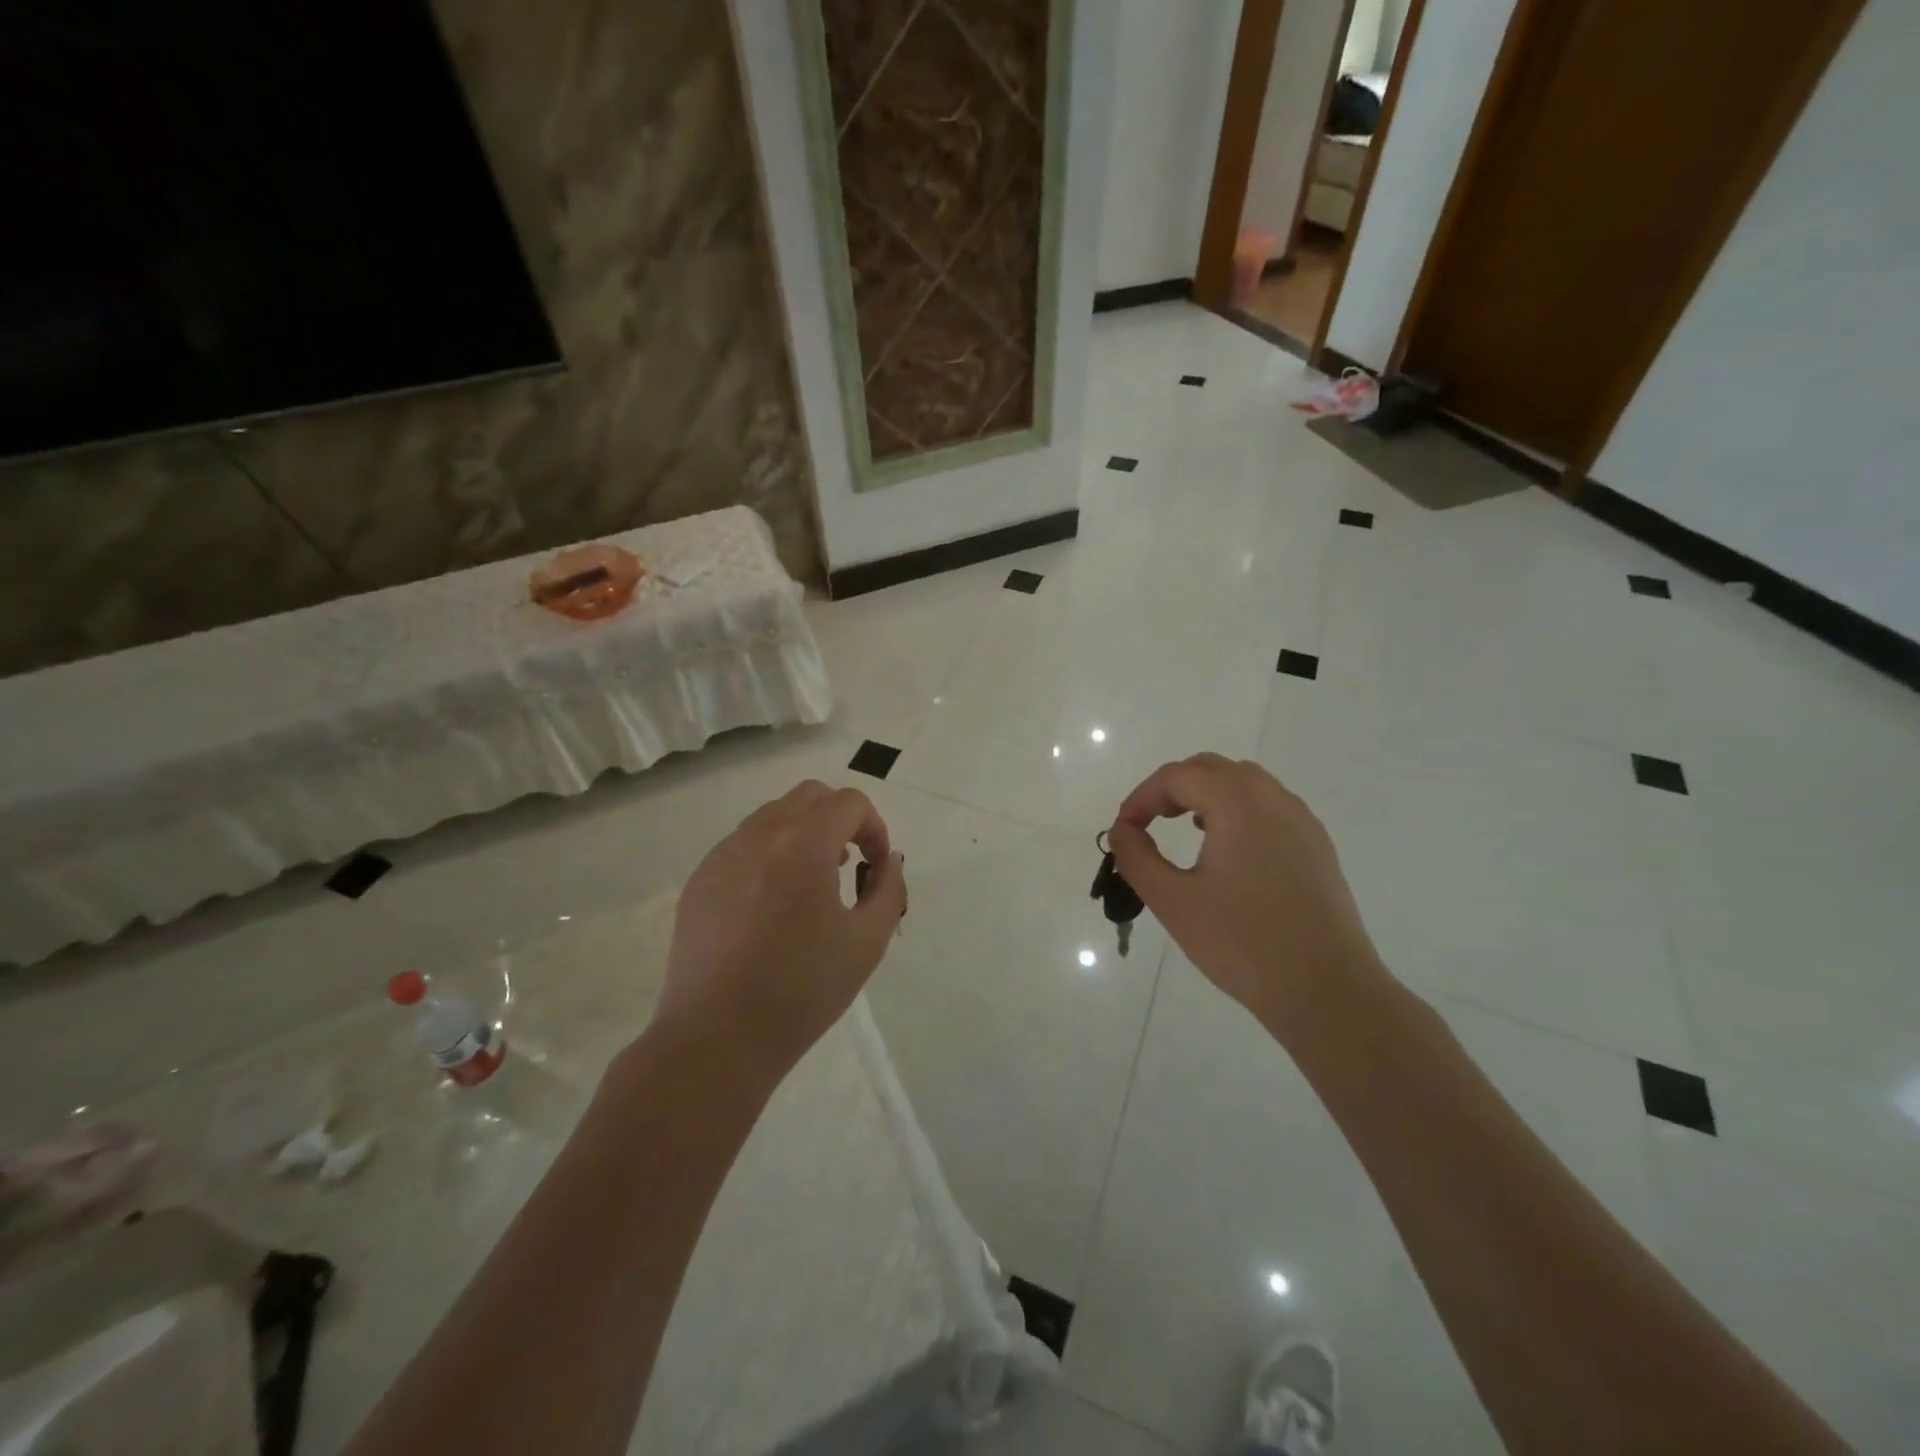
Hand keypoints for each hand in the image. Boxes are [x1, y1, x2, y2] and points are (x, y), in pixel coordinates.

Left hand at [654, 781, 906, 1081]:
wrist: (717, 1039)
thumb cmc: (801, 991)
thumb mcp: (867, 942)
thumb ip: (889, 889)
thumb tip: (887, 860)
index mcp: (803, 845)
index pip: (849, 803)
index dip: (874, 827)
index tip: (874, 867)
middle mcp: (759, 836)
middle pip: (810, 796)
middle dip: (840, 819)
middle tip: (848, 865)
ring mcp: (723, 855)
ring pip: (773, 815)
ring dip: (803, 832)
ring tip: (811, 884)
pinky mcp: (700, 880)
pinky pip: (743, 844)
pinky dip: (770, 853)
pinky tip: (771, 905)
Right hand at [1109, 754, 1385, 1035]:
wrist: (1326, 990)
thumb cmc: (1241, 944)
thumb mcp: (1173, 902)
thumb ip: (1137, 858)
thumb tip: (1121, 831)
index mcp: (1237, 804)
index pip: (1177, 776)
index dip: (1142, 797)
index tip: (1123, 831)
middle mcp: (1273, 799)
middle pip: (1212, 769)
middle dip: (1173, 788)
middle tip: (1148, 823)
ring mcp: (1302, 821)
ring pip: (1245, 783)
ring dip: (1207, 794)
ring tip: (1185, 828)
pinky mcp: (1317, 845)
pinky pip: (1270, 806)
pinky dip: (1237, 810)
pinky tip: (1228, 850)